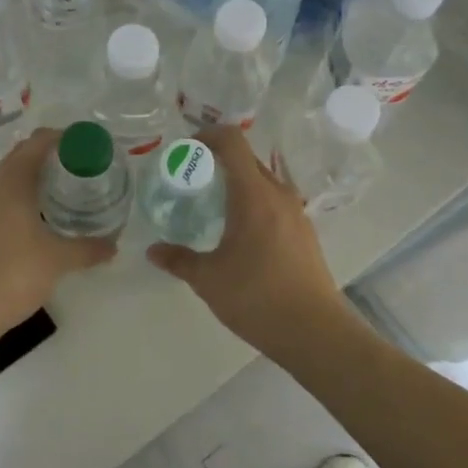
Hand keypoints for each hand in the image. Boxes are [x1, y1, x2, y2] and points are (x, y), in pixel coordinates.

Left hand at [0, 128, 115, 338]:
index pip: (40, 141)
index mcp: (11, 179)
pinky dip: (17, 199)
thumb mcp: (58, 260)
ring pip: (7, 178)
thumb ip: (88, 248)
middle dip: (52, 159)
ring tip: (61, 196)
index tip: (88, 147)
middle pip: (23, 156)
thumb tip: (113, 246)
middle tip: (82, 172)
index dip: (65, 138)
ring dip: (33, 180)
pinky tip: (33, 222)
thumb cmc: (12, 275)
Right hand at [146, 125, 350, 358]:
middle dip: (218, 161)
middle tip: (190, 180)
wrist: (314, 331)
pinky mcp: (304, 232)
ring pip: (263, 182)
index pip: (232, 142)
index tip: (185, 150)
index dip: (207, 135)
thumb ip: (179, 259)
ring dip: (237, 183)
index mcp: (254, 194)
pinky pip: (274, 202)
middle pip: (247, 159)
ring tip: (212, 206)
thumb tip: (152, 251)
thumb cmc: (257, 297)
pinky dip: (253, 203)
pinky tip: (238, 233)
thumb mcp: (208, 279)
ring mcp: (296, 213)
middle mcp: (278, 194)